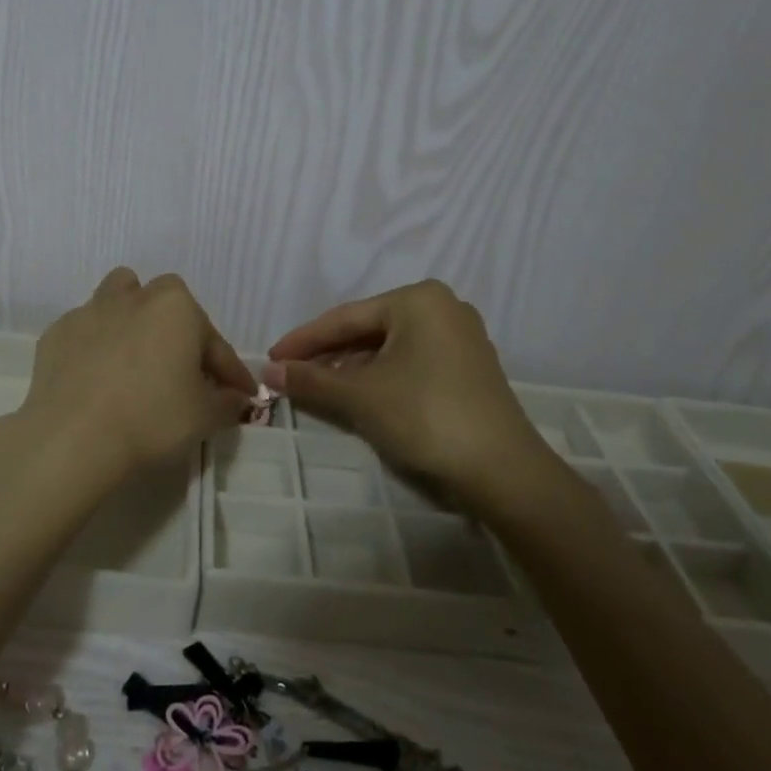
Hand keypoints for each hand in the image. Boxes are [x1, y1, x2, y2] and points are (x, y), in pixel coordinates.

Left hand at [13, 268, 256, 493]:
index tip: (239, 395)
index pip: (214, 342)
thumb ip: (227, 402)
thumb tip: (235, 398)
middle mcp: (134, 297)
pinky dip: (96, 347)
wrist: (73, 439)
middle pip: (165, 302)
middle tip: (183, 370)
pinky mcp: (56, 334)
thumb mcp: (205, 417)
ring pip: (118, 299)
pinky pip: (85, 331)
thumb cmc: (151, 420)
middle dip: (178, 329)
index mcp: (176, 308)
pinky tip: (97, 377)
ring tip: (136, 356)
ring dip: (132, 319)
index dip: (230, 372)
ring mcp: (90, 311)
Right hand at [264, 280, 546, 510]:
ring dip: (351, 369)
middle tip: (291, 375)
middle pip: (368, 330)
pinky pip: (410, 362)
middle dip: (327, 355)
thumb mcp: (360, 396)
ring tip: (317, 388)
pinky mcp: (469, 368)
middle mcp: (442, 308)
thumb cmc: (425, 416)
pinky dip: (380, 377)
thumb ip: (311, 380)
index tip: (271, 358)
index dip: (303, 340)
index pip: (345, 317)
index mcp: (418, 299)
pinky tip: (358, 395)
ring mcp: (460, 338)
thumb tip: (268, 372)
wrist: (502, 471)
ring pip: (389, 348)